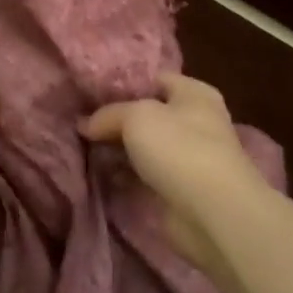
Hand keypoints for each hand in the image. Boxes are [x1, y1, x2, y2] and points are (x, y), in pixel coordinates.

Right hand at [80, 73, 258, 271]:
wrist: (213, 212)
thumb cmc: (179, 148)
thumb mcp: (136, 116)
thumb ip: (108, 114)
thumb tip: (84, 124)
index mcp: (194, 95)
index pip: (155, 79)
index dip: (124, 84)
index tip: (90, 93)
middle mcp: (195, 122)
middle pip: (147, 114)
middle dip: (115, 119)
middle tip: (79, 122)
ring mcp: (187, 158)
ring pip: (143, 147)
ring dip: (117, 149)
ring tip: (81, 147)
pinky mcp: (178, 189)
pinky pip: (144, 175)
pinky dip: (124, 175)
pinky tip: (97, 173)